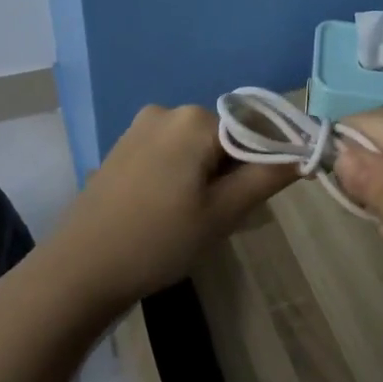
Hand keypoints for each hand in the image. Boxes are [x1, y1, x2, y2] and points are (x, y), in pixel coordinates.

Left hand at [51, 105, 297, 309]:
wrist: (78, 271)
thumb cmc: (159, 241)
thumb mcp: (223, 213)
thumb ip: (267, 177)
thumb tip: (304, 153)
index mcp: (195, 119)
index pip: (254, 130)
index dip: (264, 165)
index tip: (256, 203)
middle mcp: (168, 110)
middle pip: (224, 136)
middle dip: (233, 171)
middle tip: (223, 217)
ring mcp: (140, 127)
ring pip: (197, 146)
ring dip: (207, 175)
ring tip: (194, 219)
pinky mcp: (122, 147)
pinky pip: (170, 152)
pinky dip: (181, 175)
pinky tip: (169, 211)